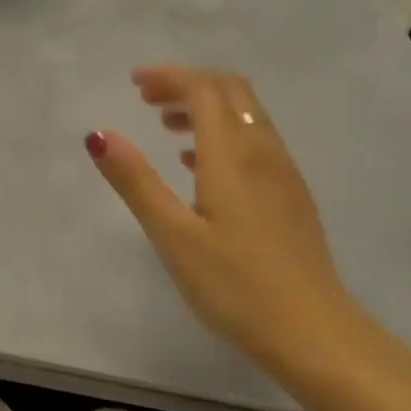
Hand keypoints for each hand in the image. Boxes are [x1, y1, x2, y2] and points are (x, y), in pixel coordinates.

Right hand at [87, 65, 354, 374]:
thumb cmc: (234, 285)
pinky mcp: (291, 197)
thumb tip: (98, 135)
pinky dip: (224, 134)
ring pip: (247, 116)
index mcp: (233, 155)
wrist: (312, 332)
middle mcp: (264, 152)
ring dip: (206, 108)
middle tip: (147, 98)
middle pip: (231, 92)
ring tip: (166, 127)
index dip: (168, 77)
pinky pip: (256, 142)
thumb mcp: (172, 235)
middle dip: (188, 84)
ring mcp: (284, 174)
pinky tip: (200, 166)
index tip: (132, 84)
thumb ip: (136, 181)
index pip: (204, 90)